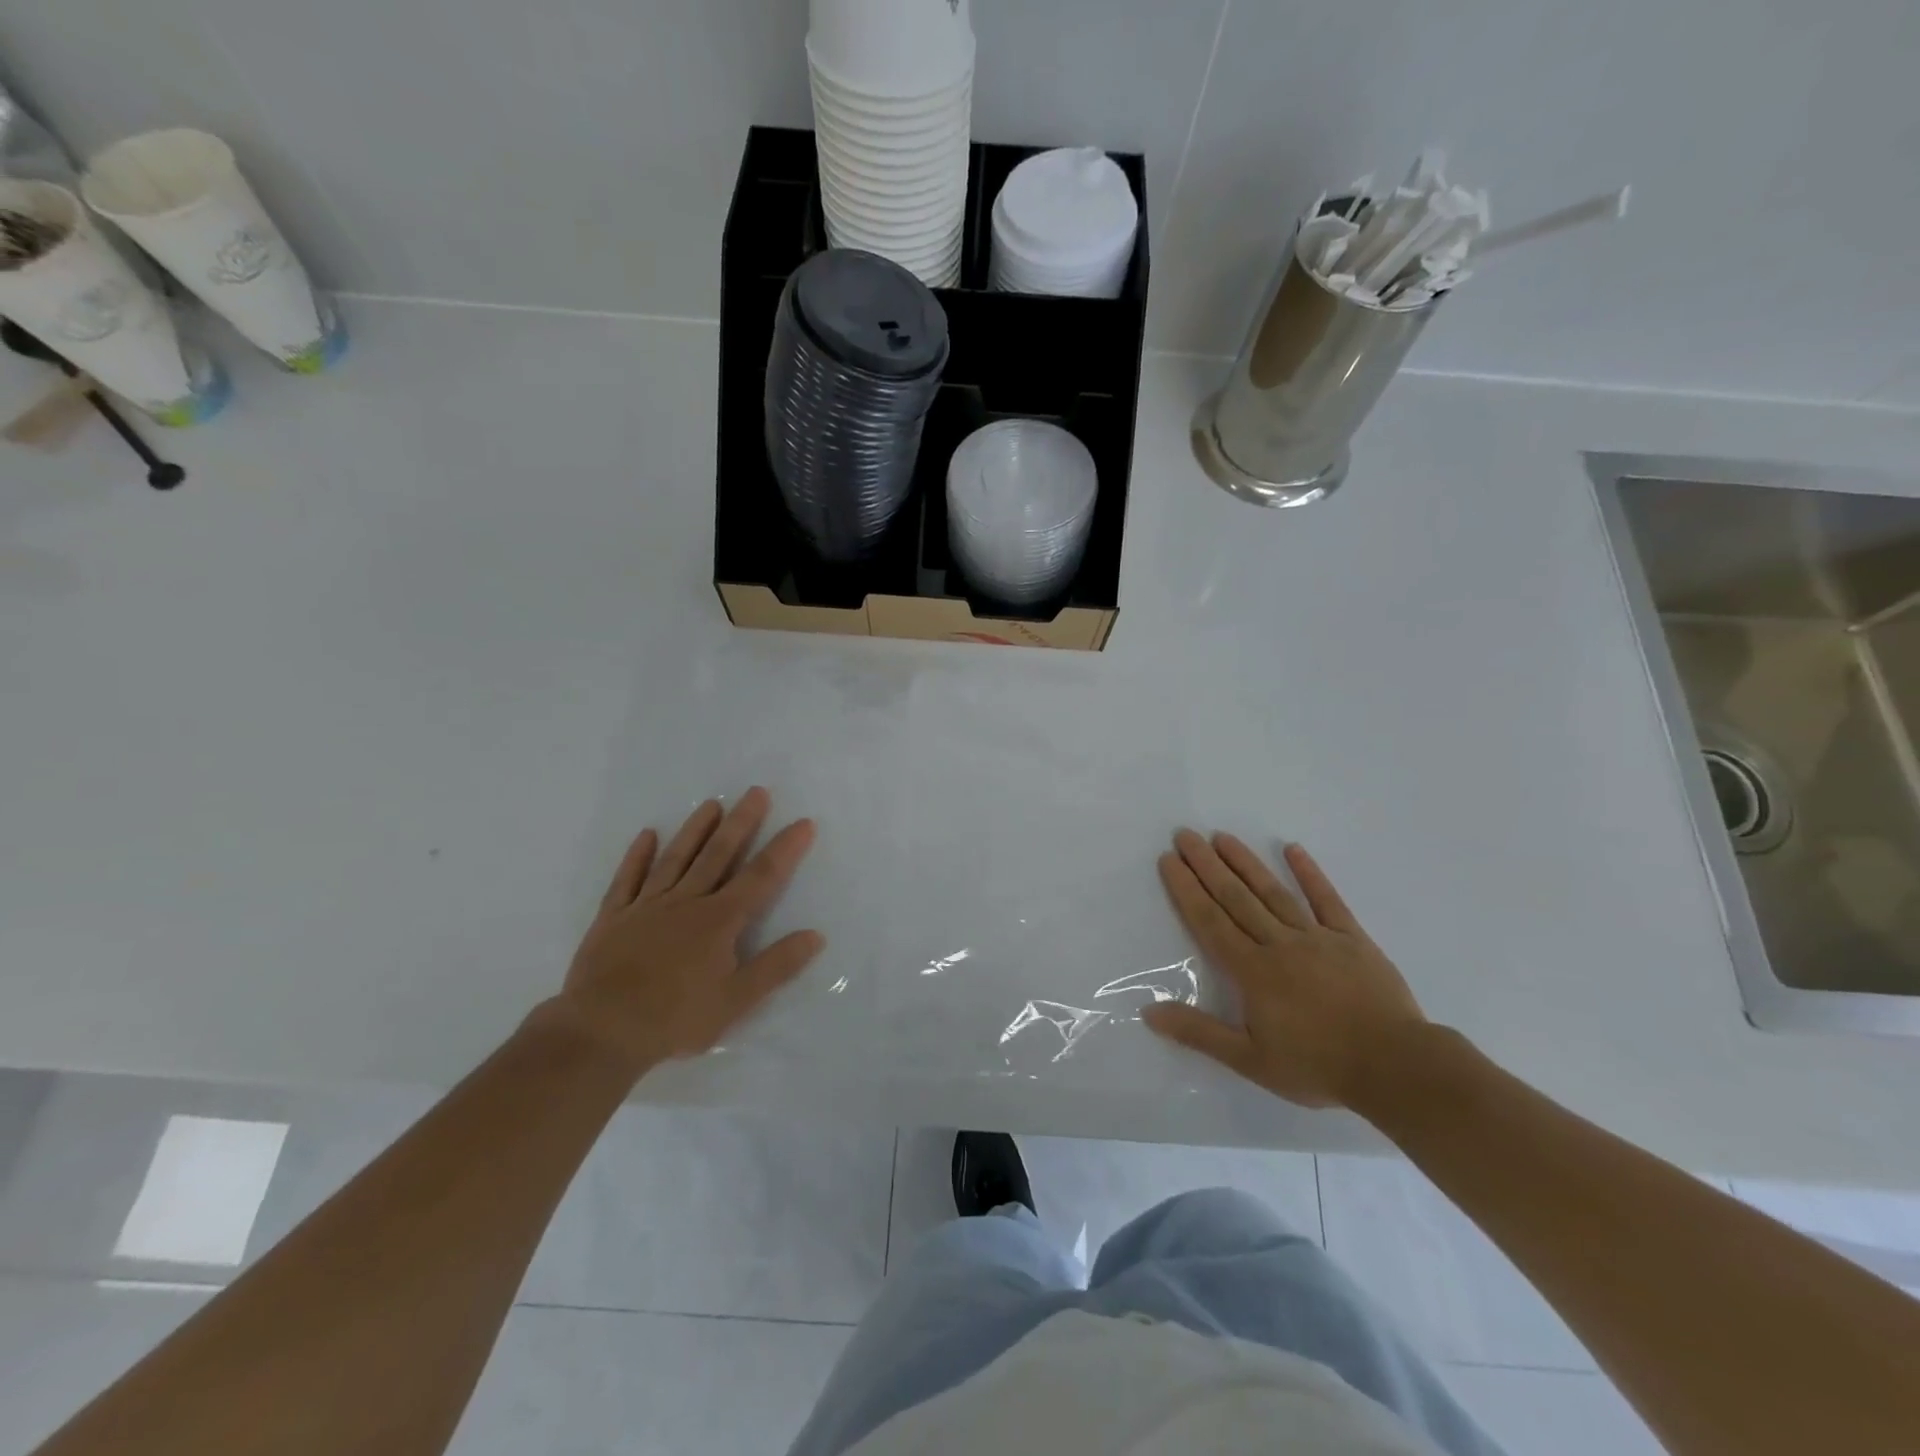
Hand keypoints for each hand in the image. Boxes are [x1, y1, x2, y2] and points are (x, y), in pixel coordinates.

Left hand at [552, 787, 823, 1076]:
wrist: (600, 1033)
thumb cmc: (675, 1019)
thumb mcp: (736, 1001)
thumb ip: (777, 966)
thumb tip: (815, 935)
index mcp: (719, 921)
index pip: (761, 877)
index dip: (784, 849)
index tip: (803, 823)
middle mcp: (686, 902)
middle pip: (718, 855)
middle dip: (741, 822)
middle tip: (756, 792)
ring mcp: (647, 906)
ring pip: (676, 858)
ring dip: (695, 829)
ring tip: (712, 803)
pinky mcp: (614, 918)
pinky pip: (628, 879)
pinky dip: (638, 856)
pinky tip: (647, 835)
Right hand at [1143, 831, 1425, 1109]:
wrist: (1396, 1068)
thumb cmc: (1318, 1066)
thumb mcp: (1251, 1061)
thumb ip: (1200, 1033)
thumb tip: (1149, 1011)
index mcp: (1252, 971)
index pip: (1210, 921)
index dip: (1186, 889)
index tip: (1168, 860)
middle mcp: (1279, 943)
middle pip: (1235, 898)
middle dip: (1207, 865)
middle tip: (1185, 835)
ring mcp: (1317, 937)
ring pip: (1273, 892)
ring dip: (1245, 862)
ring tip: (1222, 837)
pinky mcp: (1351, 938)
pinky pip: (1327, 899)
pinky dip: (1309, 873)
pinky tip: (1293, 849)